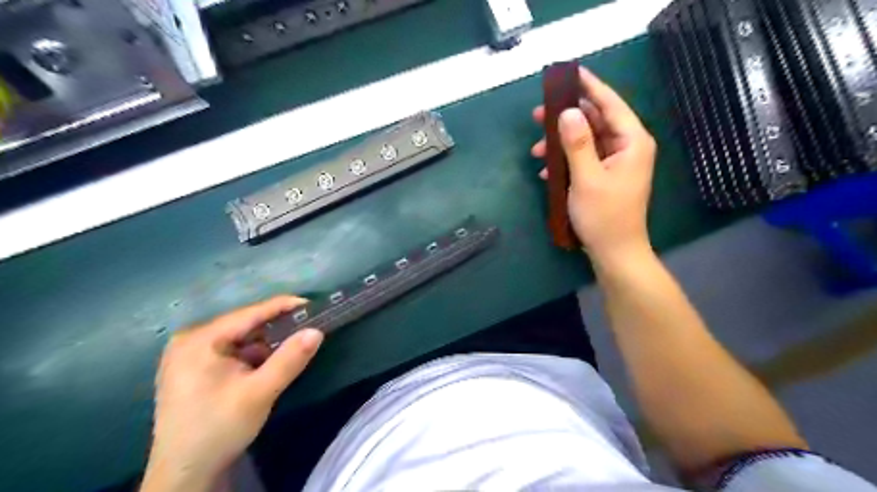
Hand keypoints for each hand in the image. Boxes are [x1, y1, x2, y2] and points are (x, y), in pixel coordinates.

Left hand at [142, 297, 322, 491]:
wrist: (183, 475)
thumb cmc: (219, 429)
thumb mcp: (260, 393)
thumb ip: (289, 360)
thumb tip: (317, 331)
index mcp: (199, 340)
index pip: (250, 313)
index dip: (284, 306)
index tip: (313, 304)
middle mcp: (190, 340)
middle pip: (244, 325)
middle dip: (276, 328)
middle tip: (308, 327)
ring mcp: (188, 354)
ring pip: (240, 338)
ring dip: (266, 343)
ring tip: (294, 345)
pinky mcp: (193, 368)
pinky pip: (231, 351)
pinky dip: (253, 355)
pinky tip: (268, 364)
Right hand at [526, 65, 656, 264]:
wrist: (614, 252)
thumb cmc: (604, 216)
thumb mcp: (586, 178)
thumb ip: (577, 143)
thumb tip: (567, 113)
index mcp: (631, 141)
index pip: (610, 104)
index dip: (589, 86)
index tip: (568, 72)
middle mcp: (626, 146)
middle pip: (595, 120)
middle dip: (566, 118)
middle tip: (537, 115)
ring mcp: (616, 162)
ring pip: (586, 140)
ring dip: (561, 142)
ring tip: (536, 150)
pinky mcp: (605, 176)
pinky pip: (584, 158)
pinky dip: (566, 160)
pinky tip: (547, 171)